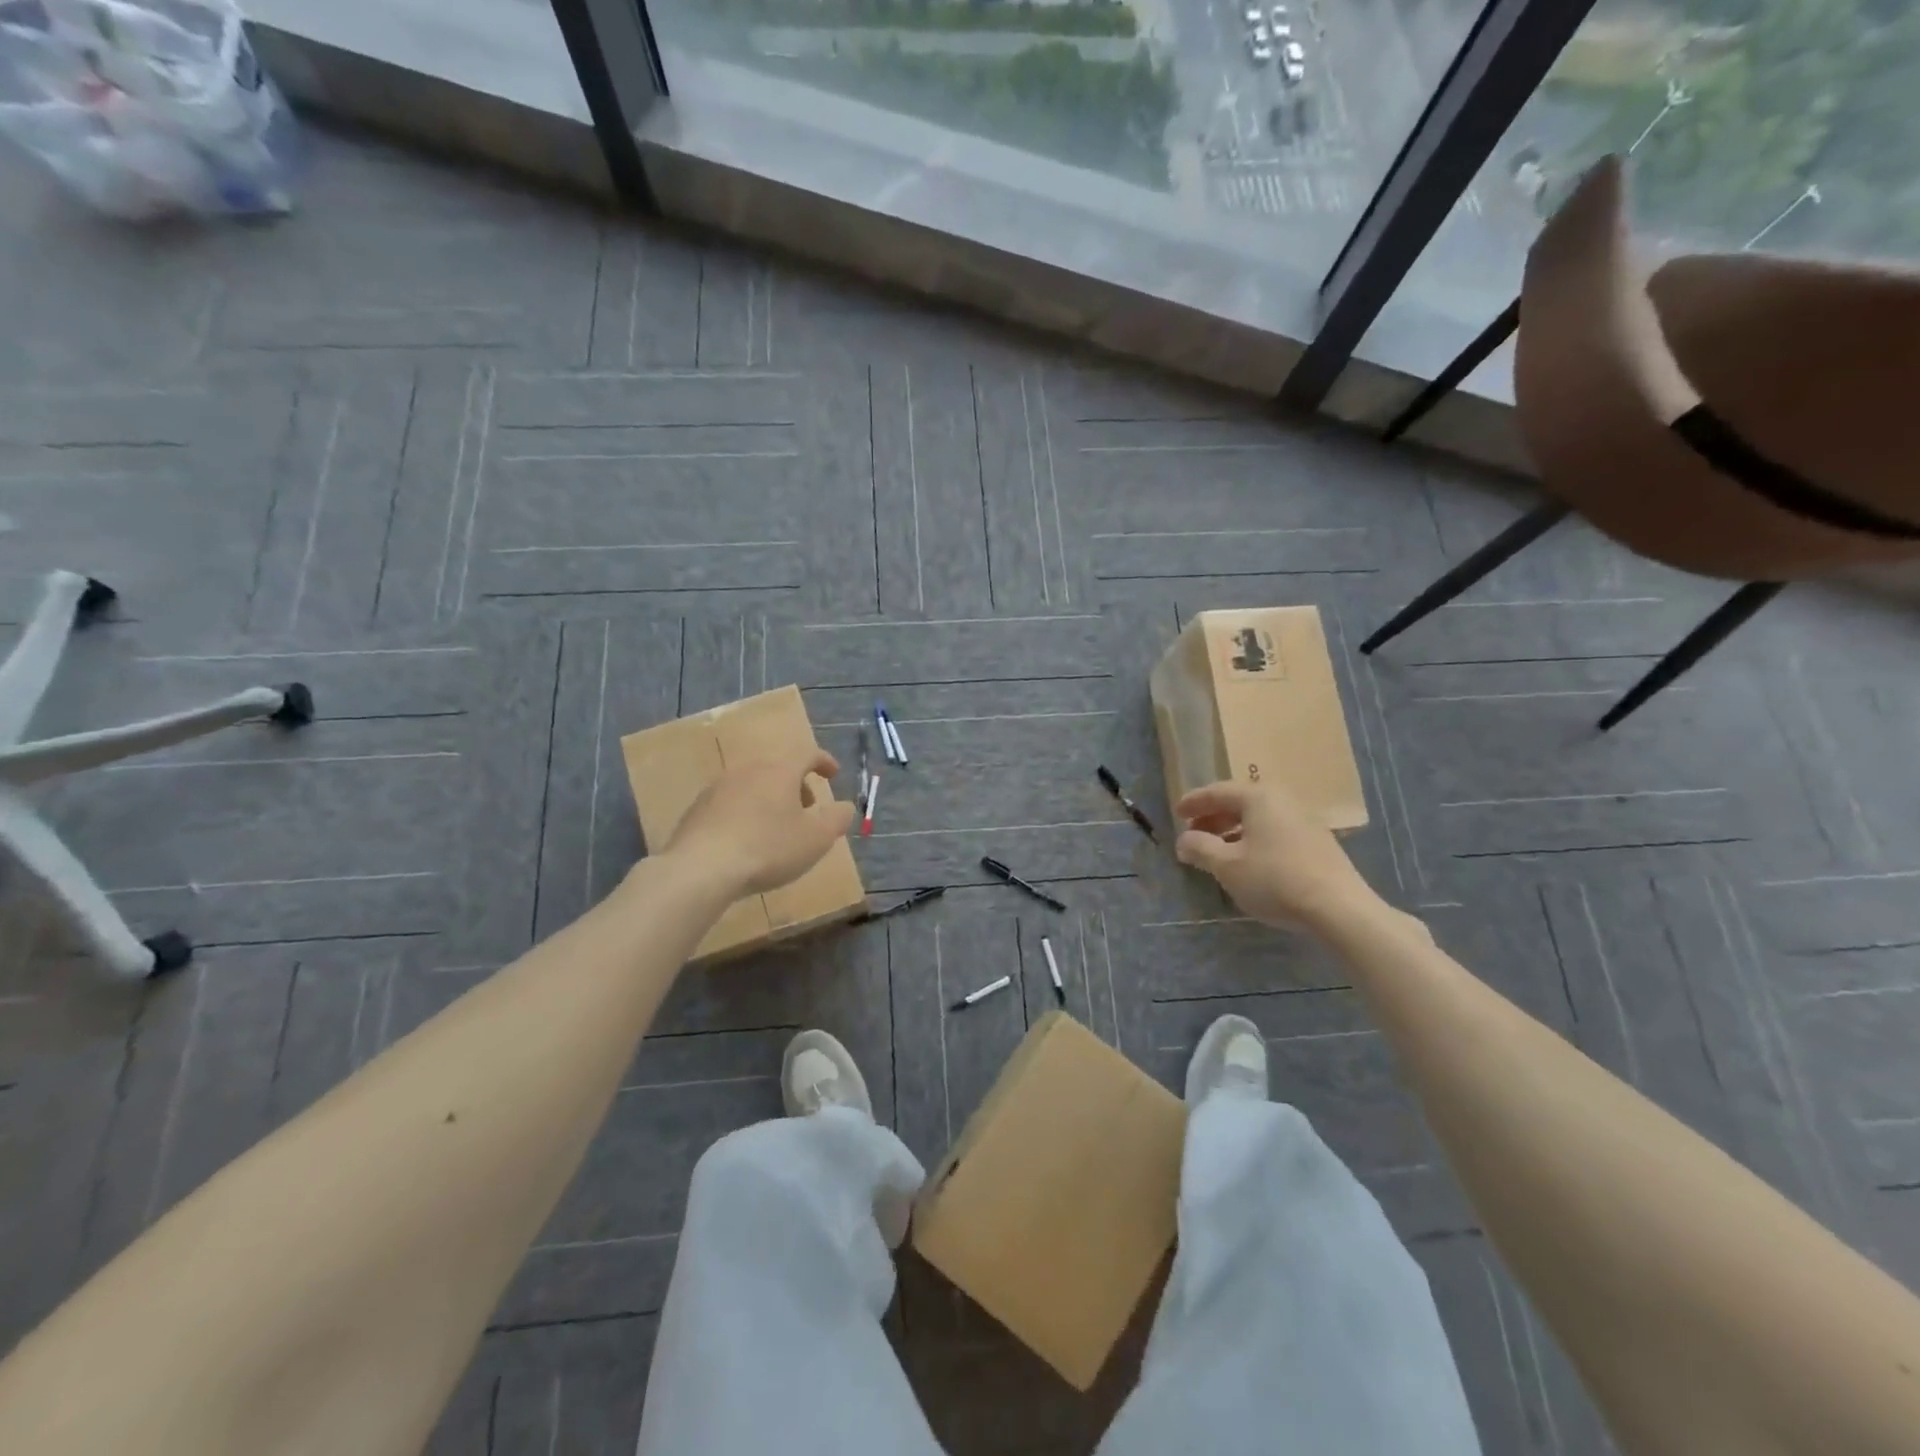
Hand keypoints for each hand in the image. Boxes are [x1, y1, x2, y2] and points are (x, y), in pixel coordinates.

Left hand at [665, 748, 854, 897]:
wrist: (701, 869)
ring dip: (770, 800)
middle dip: (797, 785)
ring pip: (753, 786)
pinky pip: (731, 805)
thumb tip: (845, 807)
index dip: (823, 761)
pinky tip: (747, 840)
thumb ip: (837, 819)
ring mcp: (718, 789)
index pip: (806, 754)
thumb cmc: (768, 848)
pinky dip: (746, 814)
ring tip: (778, 827)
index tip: (833, 774)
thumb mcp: (816, 838)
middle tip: (808, 807)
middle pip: (778, 769)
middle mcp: (747, 771)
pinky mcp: (697, 811)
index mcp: (779, 771)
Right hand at [1174, 779, 1381, 931]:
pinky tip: (1247, 862)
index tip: (1176, 813)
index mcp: (1258, 797)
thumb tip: (1183, 840)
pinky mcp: (1317, 842)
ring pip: (1258, 818)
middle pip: (1239, 802)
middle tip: (1193, 833)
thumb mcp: (1227, 865)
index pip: (1217, 792)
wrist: (1338, 908)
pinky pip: (1274, 831)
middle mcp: (1282, 800)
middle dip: (1213, 817)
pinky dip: (1253, 840)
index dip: (1194, 803)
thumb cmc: (1274, 879)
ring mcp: (1304, 820)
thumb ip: (1200, 848)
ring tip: (1216, 851)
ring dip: (1233, 831)